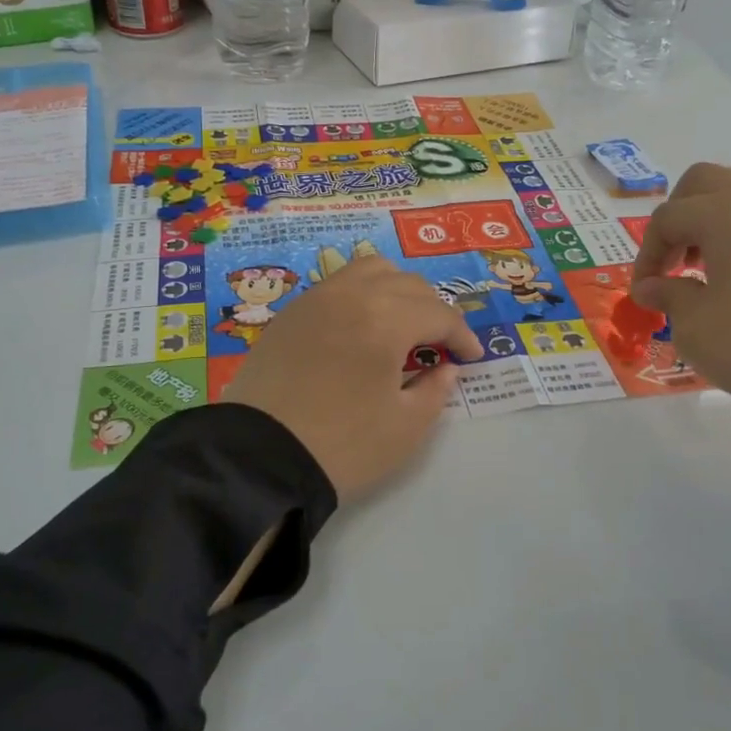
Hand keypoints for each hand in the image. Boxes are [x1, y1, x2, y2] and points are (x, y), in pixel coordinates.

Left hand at [224, 256, 482, 499]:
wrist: (258, 459)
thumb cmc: (341, 446)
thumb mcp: (405, 428)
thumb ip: (435, 390)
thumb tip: (446, 368)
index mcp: (385, 319)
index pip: (438, 314)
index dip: (462, 335)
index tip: (472, 357)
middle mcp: (352, 295)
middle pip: (408, 285)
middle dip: (433, 311)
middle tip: (440, 344)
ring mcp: (316, 299)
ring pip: (370, 270)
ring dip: (397, 290)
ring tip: (402, 323)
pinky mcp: (291, 312)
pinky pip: (338, 284)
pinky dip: (362, 294)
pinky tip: (362, 326)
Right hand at [629, 164, 730, 396]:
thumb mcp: (694, 325)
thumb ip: (668, 296)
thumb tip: (651, 287)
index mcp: (724, 213)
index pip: (667, 218)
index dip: (647, 253)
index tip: (645, 290)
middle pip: (705, 182)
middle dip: (680, 215)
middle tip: (675, 259)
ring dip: (716, 217)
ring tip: (712, 262)